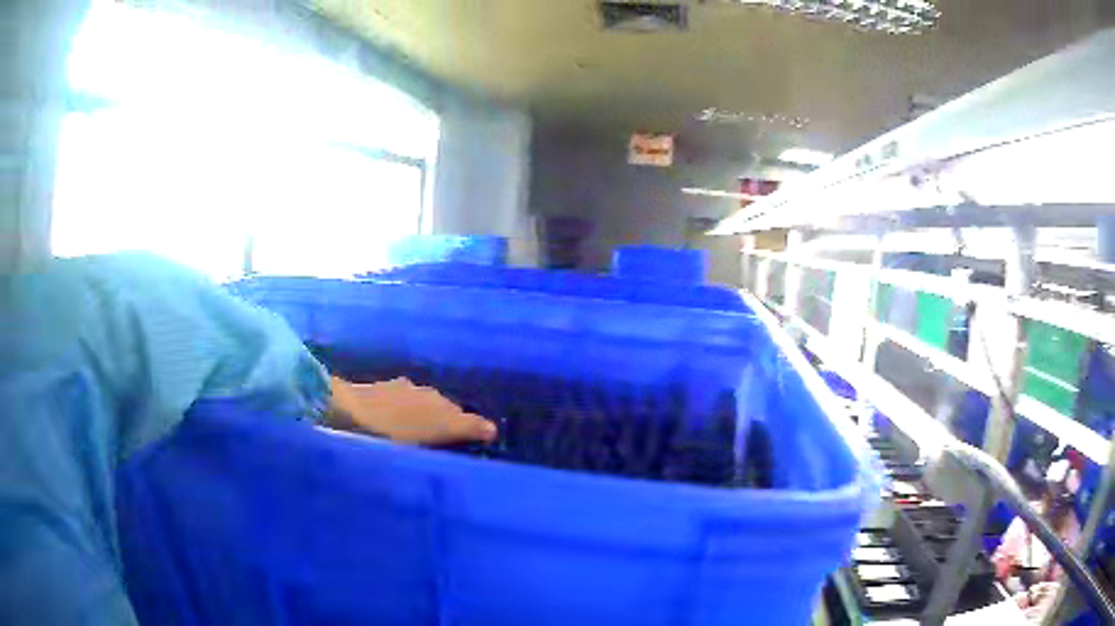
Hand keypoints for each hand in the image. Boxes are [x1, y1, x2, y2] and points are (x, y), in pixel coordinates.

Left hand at [329, 377, 497, 444]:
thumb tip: (493, 428)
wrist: (346, 412)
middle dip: (441, 421)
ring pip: (415, 405)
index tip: (468, 442)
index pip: (458, 414)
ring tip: (417, 437)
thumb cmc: (394, 429)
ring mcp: (393, 390)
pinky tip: (391, 427)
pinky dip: (399, 415)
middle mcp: (419, 390)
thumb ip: (466, 428)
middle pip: (437, 407)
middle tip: (442, 442)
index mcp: (436, 399)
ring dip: (419, 418)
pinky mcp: (372, 394)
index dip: (464, 427)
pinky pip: (394, 405)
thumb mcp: (436, 431)